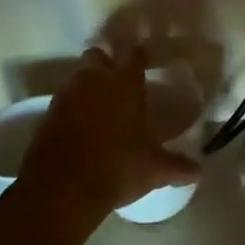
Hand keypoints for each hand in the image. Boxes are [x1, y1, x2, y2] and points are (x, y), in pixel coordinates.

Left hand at [16, 50, 201, 222]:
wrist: (62, 190)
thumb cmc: (117, 167)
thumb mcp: (155, 169)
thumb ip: (178, 166)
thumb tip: (199, 171)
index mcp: (125, 83)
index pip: (135, 54)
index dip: (140, 55)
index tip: (144, 59)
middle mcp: (95, 80)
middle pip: (98, 55)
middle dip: (105, 62)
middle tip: (116, 79)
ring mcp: (67, 96)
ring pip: (77, 76)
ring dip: (85, 83)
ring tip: (97, 103)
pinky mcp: (46, 116)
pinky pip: (61, 101)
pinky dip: (69, 107)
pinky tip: (78, 125)